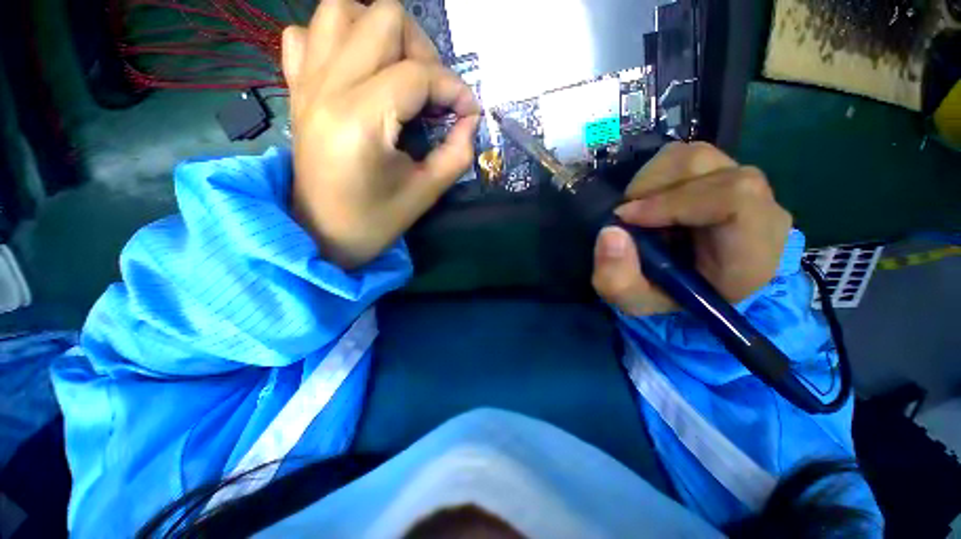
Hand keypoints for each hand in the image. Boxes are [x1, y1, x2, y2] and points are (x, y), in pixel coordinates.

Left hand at [282, 0, 480, 268]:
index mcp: (362, 120)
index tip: (469, 112)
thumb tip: (470, 119)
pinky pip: (305, 35)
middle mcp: (329, 87)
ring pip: (341, 10)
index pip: (418, 74)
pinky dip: (335, 41)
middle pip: (383, 18)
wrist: (323, 234)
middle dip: (423, 50)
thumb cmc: (376, 221)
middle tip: (433, 92)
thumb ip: (457, 153)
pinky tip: (355, 72)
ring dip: (380, 33)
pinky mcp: (296, 89)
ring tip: (398, 72)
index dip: (454, 89)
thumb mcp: (426, 192)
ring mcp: (306, 83)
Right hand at [591, 142, 791, 315]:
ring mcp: (744, 185)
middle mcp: (759, 208)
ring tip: (637, 212)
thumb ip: (617, 278)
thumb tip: (610, 231)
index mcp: (750, 251)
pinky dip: (655, 176)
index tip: (626, 218)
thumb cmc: (667, 298)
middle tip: (626, 218)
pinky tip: (649, 203)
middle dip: (651, 189)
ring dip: (650, 181)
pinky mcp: (723, 174)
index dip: (673, 201)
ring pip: (694, 156)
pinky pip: (686, 158)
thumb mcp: (633, 301)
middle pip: (708, 168)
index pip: (734, 199)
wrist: (692, 286)